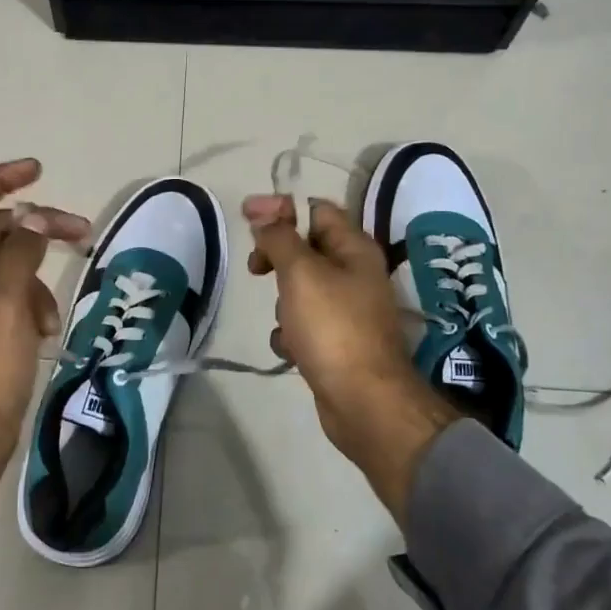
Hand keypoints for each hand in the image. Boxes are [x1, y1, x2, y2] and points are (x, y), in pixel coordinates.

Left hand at [0, 158, 88, 562]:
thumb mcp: (5, 304)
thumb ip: (21, 252)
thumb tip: (34, 216)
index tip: (37, 169)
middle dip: (36, 230)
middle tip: (81, 230)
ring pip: (8, 264)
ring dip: (37, 277)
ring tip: (52, 313)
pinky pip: (12, 294)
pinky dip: (32, 303)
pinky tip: (44, 330)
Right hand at [243, 194, 456, 515]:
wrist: (364, 401)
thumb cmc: (333, 327)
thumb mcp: (301, 272)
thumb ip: (280, 238)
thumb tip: (265, 214)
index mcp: (354, 248)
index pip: (316, 209)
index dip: (280, 207)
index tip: (246, 216)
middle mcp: (355, 274)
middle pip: (306, 248)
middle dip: (278, 257)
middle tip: (256, 269)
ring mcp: (348, 310)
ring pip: (301, 288)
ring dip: (282, 301)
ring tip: (284, 319)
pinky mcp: (337, 341)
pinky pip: (304, 324)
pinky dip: (291, 333)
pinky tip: (290, 348)